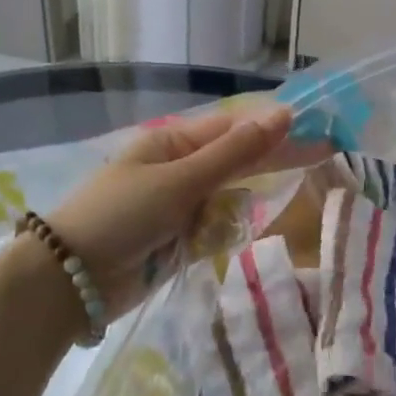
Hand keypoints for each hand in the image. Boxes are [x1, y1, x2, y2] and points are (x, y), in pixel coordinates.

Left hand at [48, 105, 325, 320]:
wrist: (71, 280)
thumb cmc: (122, 215)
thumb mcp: (180, 179)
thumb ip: (236, 153)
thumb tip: (284, 114)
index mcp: (174, 142)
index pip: (236, 128)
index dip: (278, 127)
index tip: (320, 128)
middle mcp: (180, 168)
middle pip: (238, 160)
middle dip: (274, 161)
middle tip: (325, 154)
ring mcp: (181, 205)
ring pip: (232, 198)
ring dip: (243, 205)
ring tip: (258, 209)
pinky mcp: (181, 239)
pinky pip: (218, 229)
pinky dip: (225, 233)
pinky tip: (221, 239)